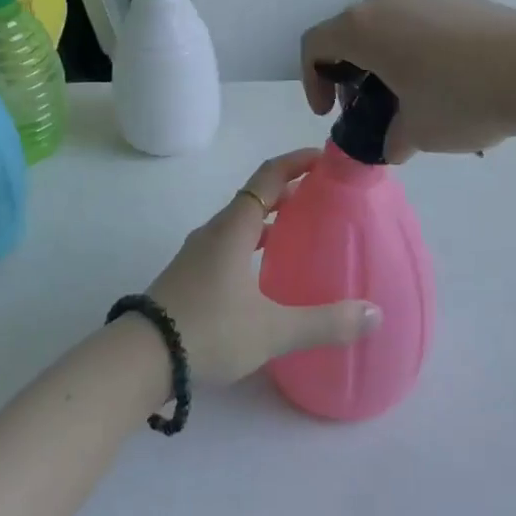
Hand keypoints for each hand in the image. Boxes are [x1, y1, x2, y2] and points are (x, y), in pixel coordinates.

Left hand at [147, 150, 380, 384]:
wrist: (141, 358)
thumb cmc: (208, 330)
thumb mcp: (271, 329)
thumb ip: (324, 322)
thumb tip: (374, 313)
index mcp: (234, 228)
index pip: (269, 176)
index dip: (297, 161)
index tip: (325, 157)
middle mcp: (214, 231)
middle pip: (255, 197)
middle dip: (289, 191)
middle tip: (324, 198)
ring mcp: (197, 254)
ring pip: (240, 223)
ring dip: (270, 219)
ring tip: (302, 232)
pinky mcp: (189, 275)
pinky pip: (228, 244)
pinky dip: (253, 243)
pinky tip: (265, 273)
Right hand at [301, 0, 515, 161]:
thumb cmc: (461, 99)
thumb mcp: (417, 132)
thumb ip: (390, 140)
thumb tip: (393, 143)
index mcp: (364, 29)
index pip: (314, 46)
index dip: (312, 81)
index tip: (331, 113)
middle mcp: (389, 3)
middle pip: (350, 33)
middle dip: (349, 73)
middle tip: (367, 109)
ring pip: (388, 27)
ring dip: (384, 61)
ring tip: (409, 99)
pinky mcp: (461, 3)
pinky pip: (422, 25)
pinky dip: (417, 51)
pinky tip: (448, 83)